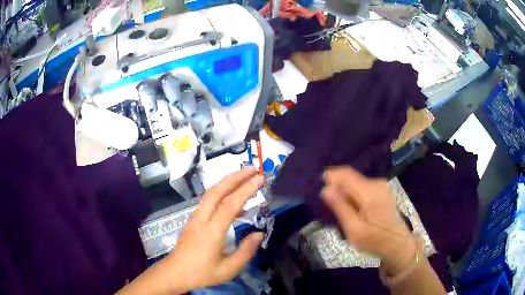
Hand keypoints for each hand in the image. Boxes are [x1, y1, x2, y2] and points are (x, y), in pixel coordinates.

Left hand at [166, 168, 264, 292]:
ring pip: (211, 194)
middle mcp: (202, 219)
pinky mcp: (193, 220)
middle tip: (253, 169)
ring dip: (228, 183)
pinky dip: (223, 196)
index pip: (230, 204)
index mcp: (212, 231)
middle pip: (217, 191)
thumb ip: (246, 251)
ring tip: (246, 180)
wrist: (175, 273)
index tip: (260, 179)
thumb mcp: (228, 269)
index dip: (246, 190)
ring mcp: (195, 217)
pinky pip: (209, 202)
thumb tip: (259, 234)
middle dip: (235, 177)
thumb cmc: (202, 273)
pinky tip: (236, 206)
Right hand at [321, 166, 416, 274]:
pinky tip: (353, 210)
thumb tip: (326, 189)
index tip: (320, 186)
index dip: (331, 176)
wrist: (397, 243)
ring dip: (346, 192)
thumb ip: (340, 208)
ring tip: (342, 211)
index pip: (346, 174)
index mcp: (370, 193)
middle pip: (351, 178)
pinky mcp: (382, 190)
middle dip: (338, 188)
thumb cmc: (374, 240)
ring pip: (356, 183)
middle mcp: (377, 184)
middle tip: (331, 207)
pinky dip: (354, 195)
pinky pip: (362, 187)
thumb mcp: (353, 229)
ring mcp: (381, 186)